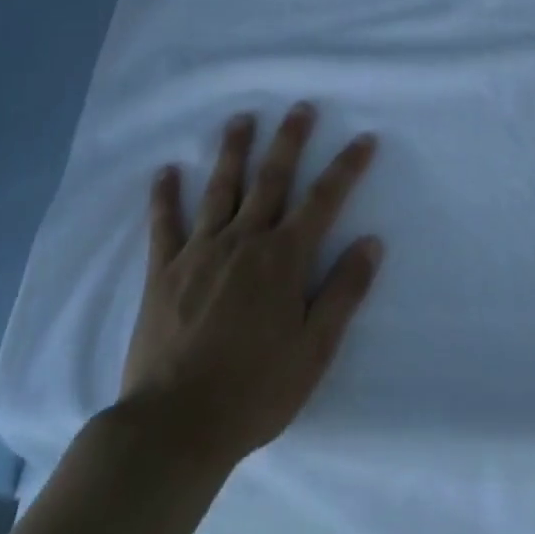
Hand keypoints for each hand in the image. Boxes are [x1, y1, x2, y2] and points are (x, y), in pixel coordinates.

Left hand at [119, 103, 382, 466]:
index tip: (364, 138)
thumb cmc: (254, 391)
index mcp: (283, 259)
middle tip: (300, 107)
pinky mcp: (163, 271)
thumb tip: (371, 242)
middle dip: (289, 140)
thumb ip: (343, 292)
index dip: (346, 167)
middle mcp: (243, 242)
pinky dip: (165, 196)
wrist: (174, 427)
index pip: (323, 200)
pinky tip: (166, 171)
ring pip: (221, 189)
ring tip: (241, 118)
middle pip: (271, 179)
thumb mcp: (314, 350)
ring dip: (233, 150)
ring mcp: (199, 252)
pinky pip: (164, 224)